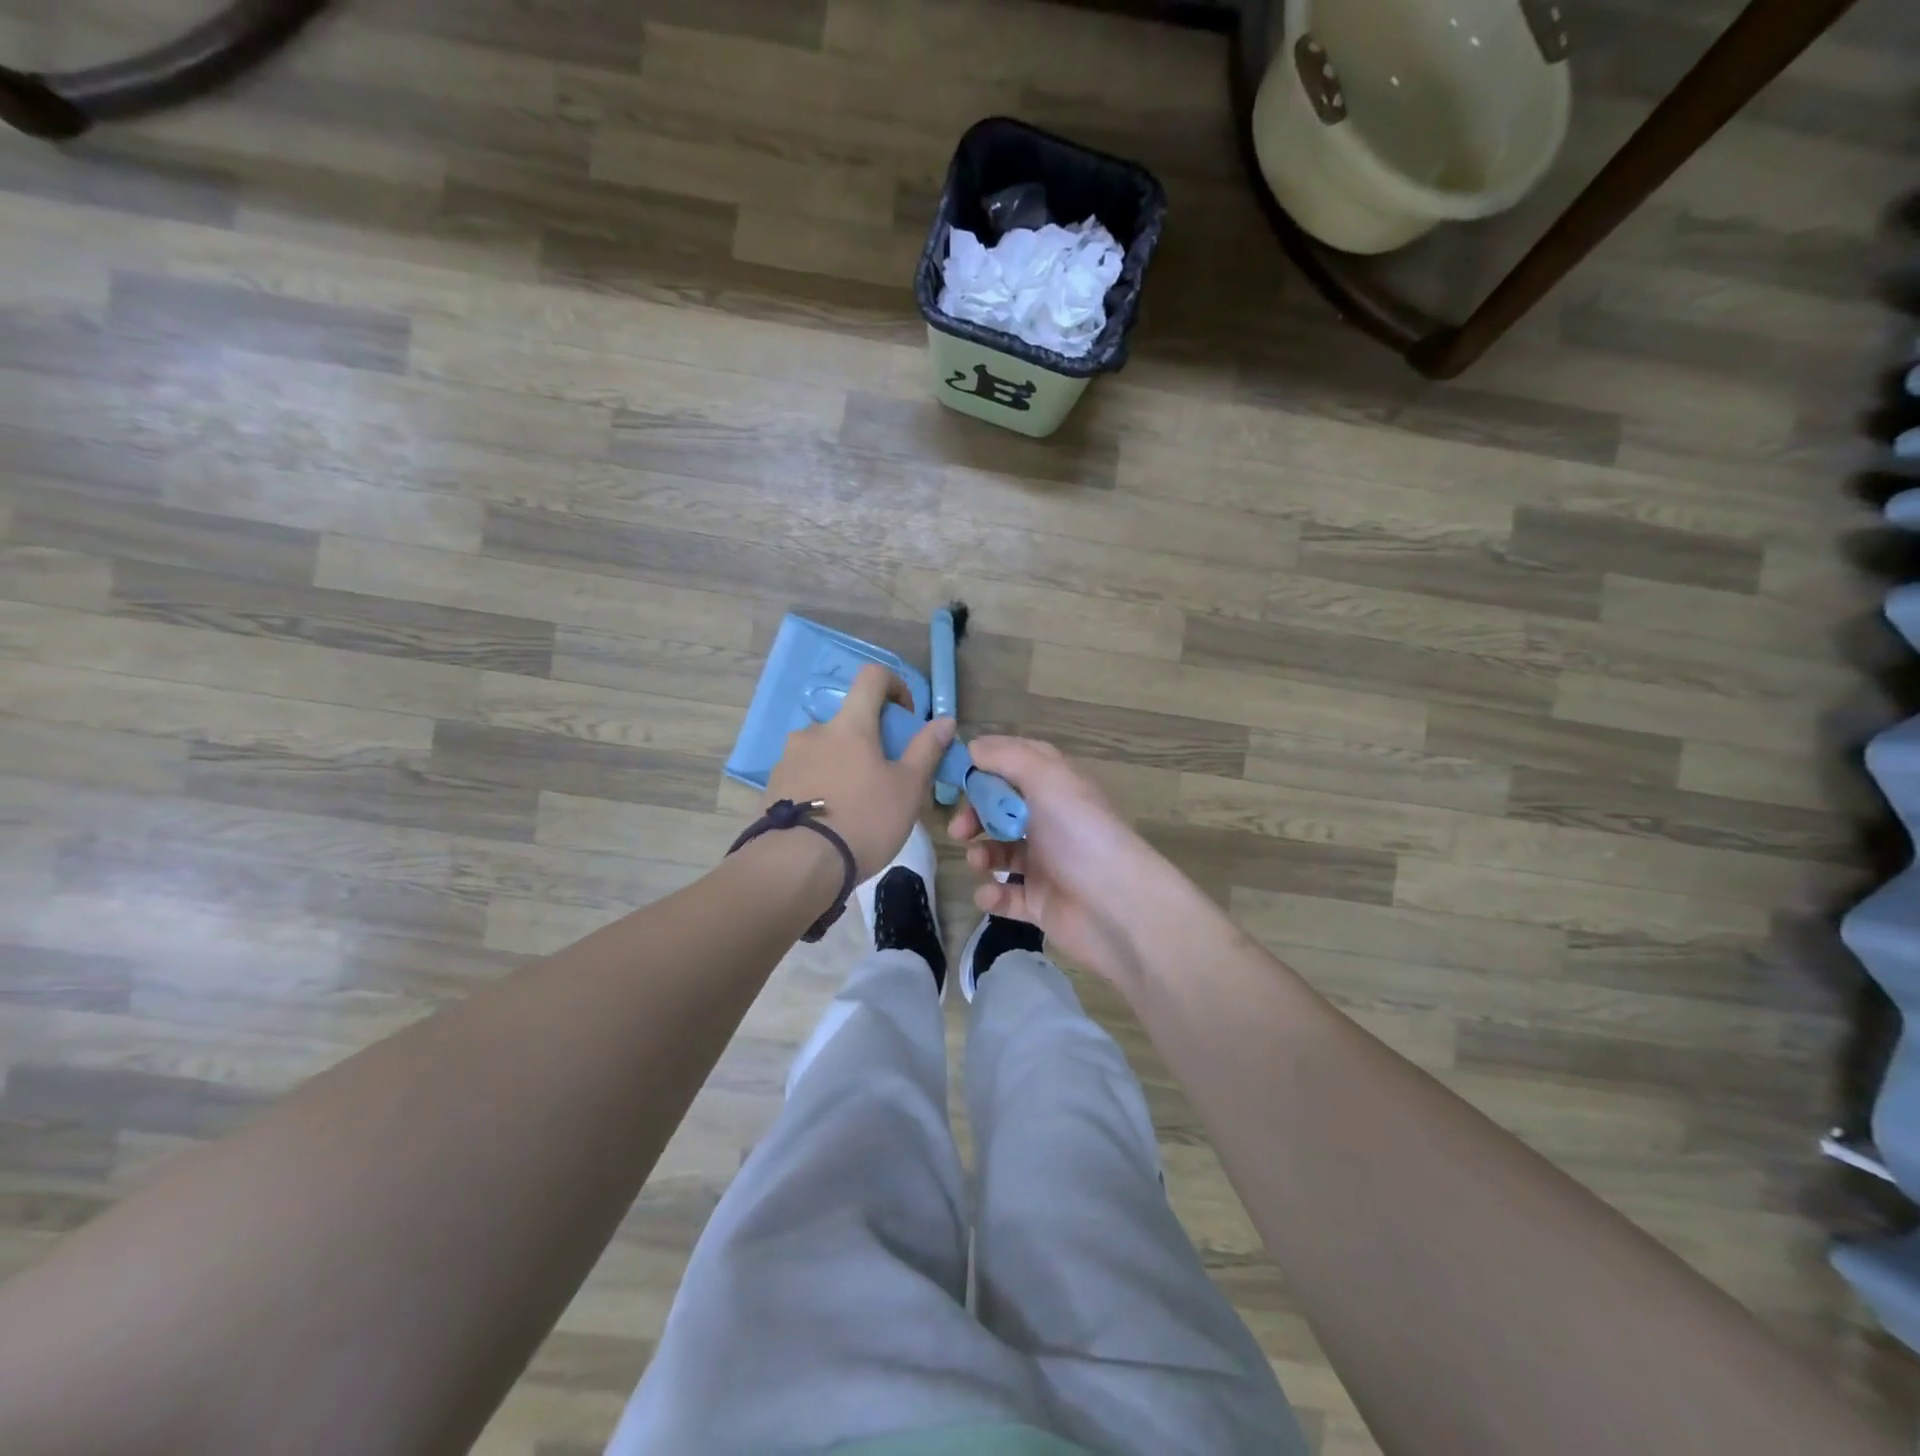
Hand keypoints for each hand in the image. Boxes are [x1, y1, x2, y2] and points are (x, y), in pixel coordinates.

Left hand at [763, 664, 954, 881]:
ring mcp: (788, 758)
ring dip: (842, 762)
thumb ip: (926, 749)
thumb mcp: (908, 788)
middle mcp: (814, 731)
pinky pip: (804, 773)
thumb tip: (945, 720)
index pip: (872, 677)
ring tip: (854, 803)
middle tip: (884, 775)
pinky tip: (829, 818)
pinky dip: (820, 784)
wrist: (798, 866)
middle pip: (847, 720)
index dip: (894, 685)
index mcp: (850, 725)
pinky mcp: (773, 786)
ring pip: (824, 748)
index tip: (905, 716)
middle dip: (868, 738)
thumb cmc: (864, 821)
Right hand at [948, 736, 1180, 985]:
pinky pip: (1007, 896)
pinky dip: (992, 894)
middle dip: (976, 815)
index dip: (987, 766)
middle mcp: (1052, 823)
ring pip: (1001, 853)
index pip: (1019, 765)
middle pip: (1003, 810)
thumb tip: (973, 746)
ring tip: (978, 861)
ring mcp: (1047, 865)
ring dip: (982, 854)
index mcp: (1058, 789)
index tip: (955, 773)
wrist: (1118, 908)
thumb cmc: (1080, 834)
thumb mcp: (1048, 780)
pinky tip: (989, 894)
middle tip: (959, 828)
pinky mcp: (1041, 903)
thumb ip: (1008, 758)